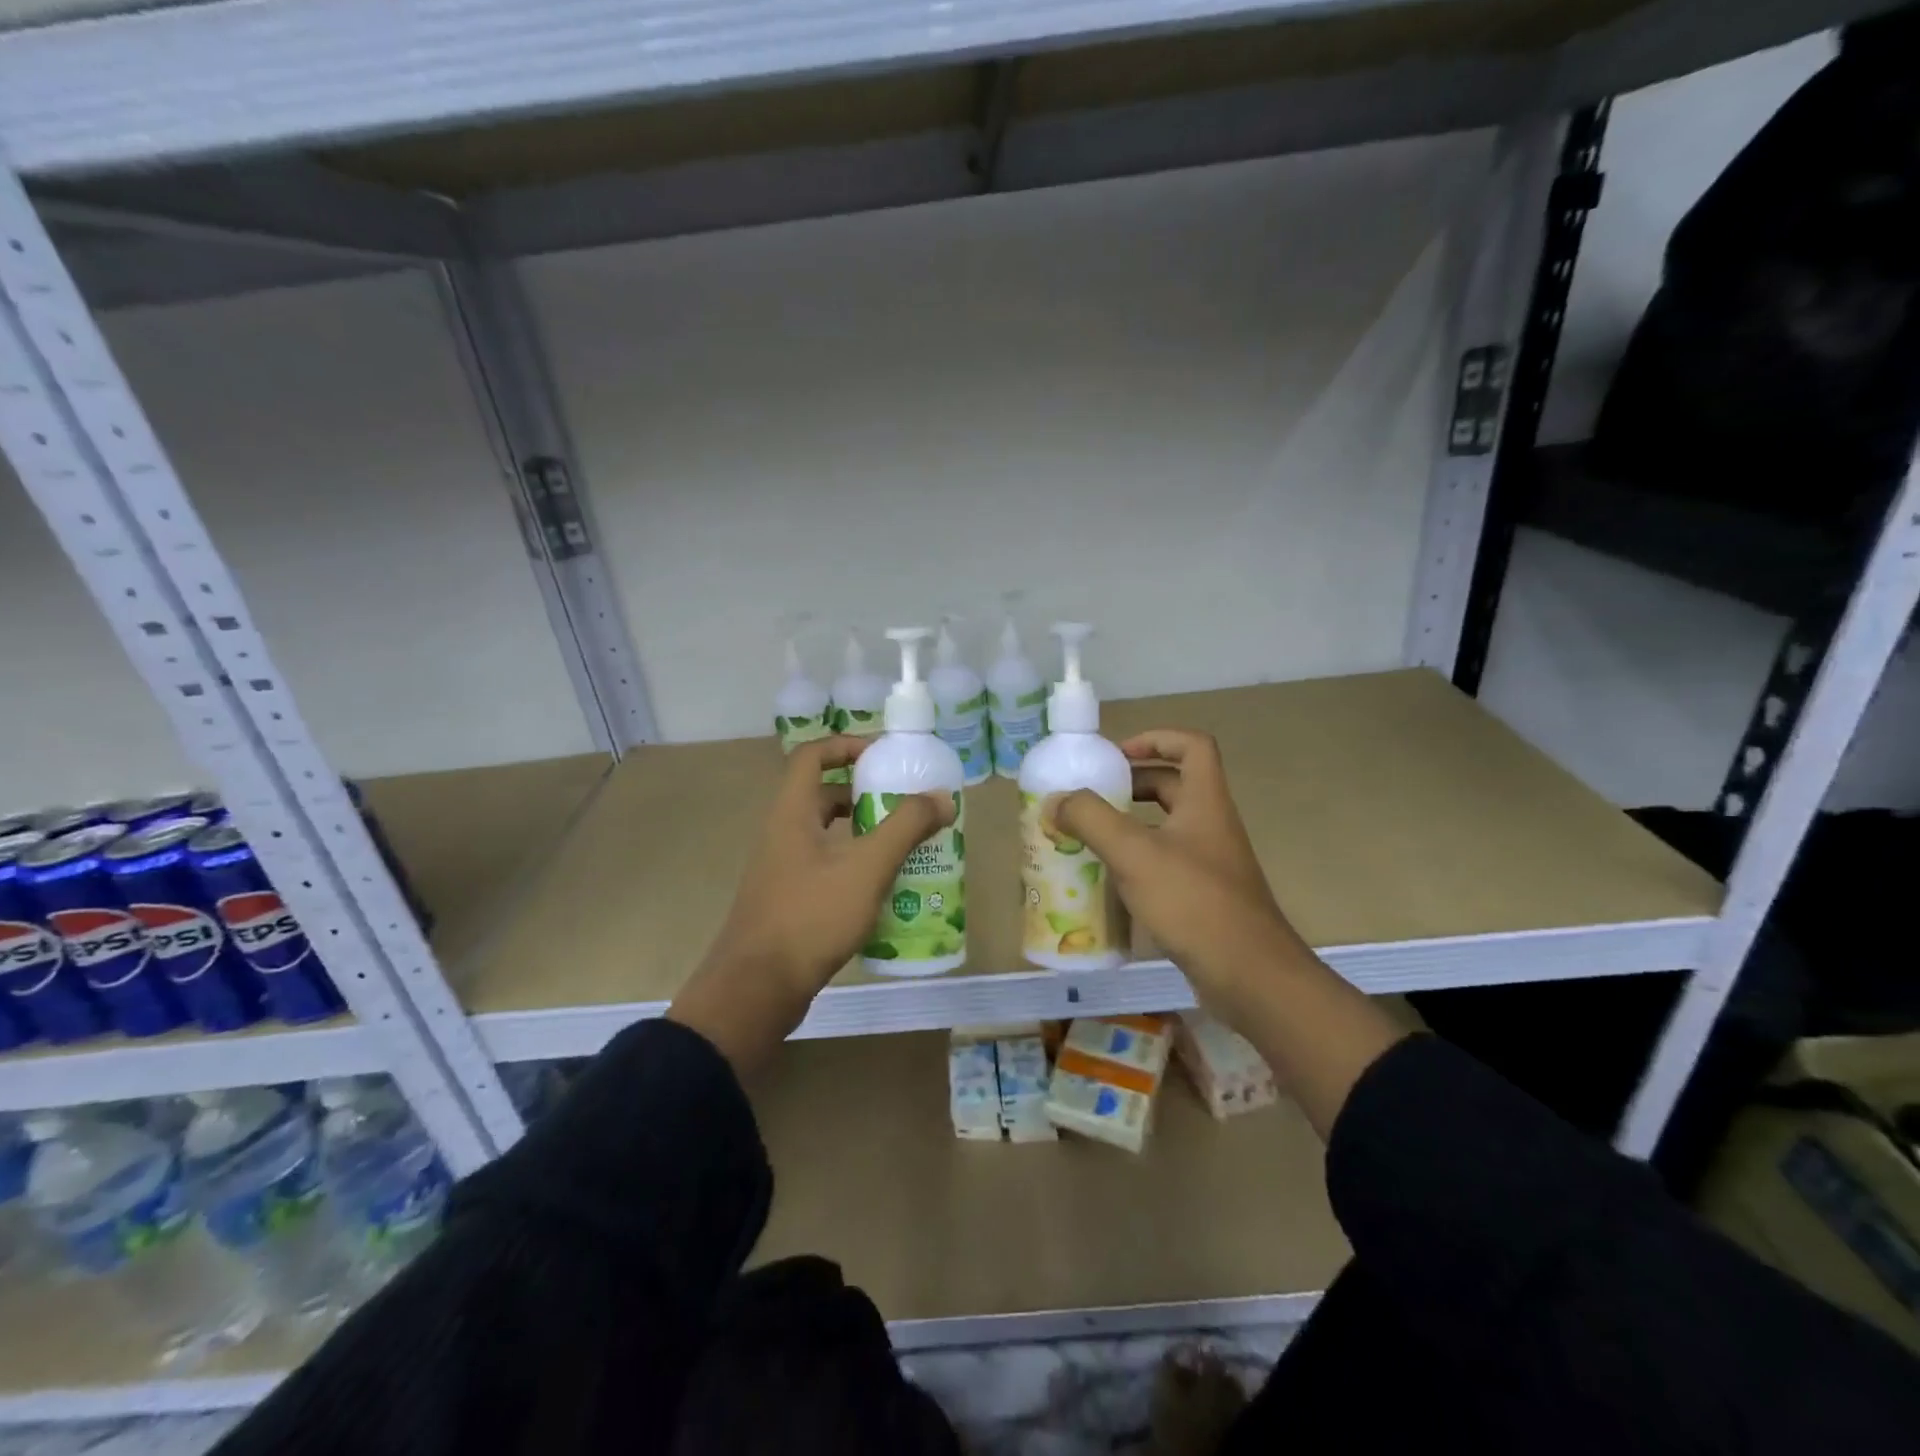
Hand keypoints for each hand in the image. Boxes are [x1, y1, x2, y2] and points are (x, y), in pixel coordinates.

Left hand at [668, 736, 955, 1074]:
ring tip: (907, 843)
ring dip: (865, 832)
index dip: (847, 745)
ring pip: (828, 835)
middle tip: (907, 803)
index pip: (813, 755)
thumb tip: (941, 796)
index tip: (885, 754)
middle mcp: (783, 833)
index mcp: (791, 813)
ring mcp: (783, 869)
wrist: (756, 991)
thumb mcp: (866, 868)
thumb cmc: (809, 917)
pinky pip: (828, 866)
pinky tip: (886, 887)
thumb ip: (905, 828)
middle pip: (824, 795)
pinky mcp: (790, 900)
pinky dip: (857, 865)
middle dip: (867, 794)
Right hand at [1052, 730, 1303, 1022]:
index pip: (1191, 745)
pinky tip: (1107, 883)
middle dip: (1129, 786)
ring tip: (1087, 838)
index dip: (1155, 738)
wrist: (1250, 977)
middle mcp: (1211, 825)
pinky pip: (1164, 864)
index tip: (1115, 756)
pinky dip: (1135, 863)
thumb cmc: (1194, 902)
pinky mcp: (1202, 897)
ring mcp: (1209, 863)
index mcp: (1205, 802)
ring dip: (1128, 826)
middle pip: (1172, 786)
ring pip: (1165, 828)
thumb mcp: (1135, 853)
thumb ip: (1091, 819)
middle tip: (1089, 799)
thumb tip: (1055, 800)